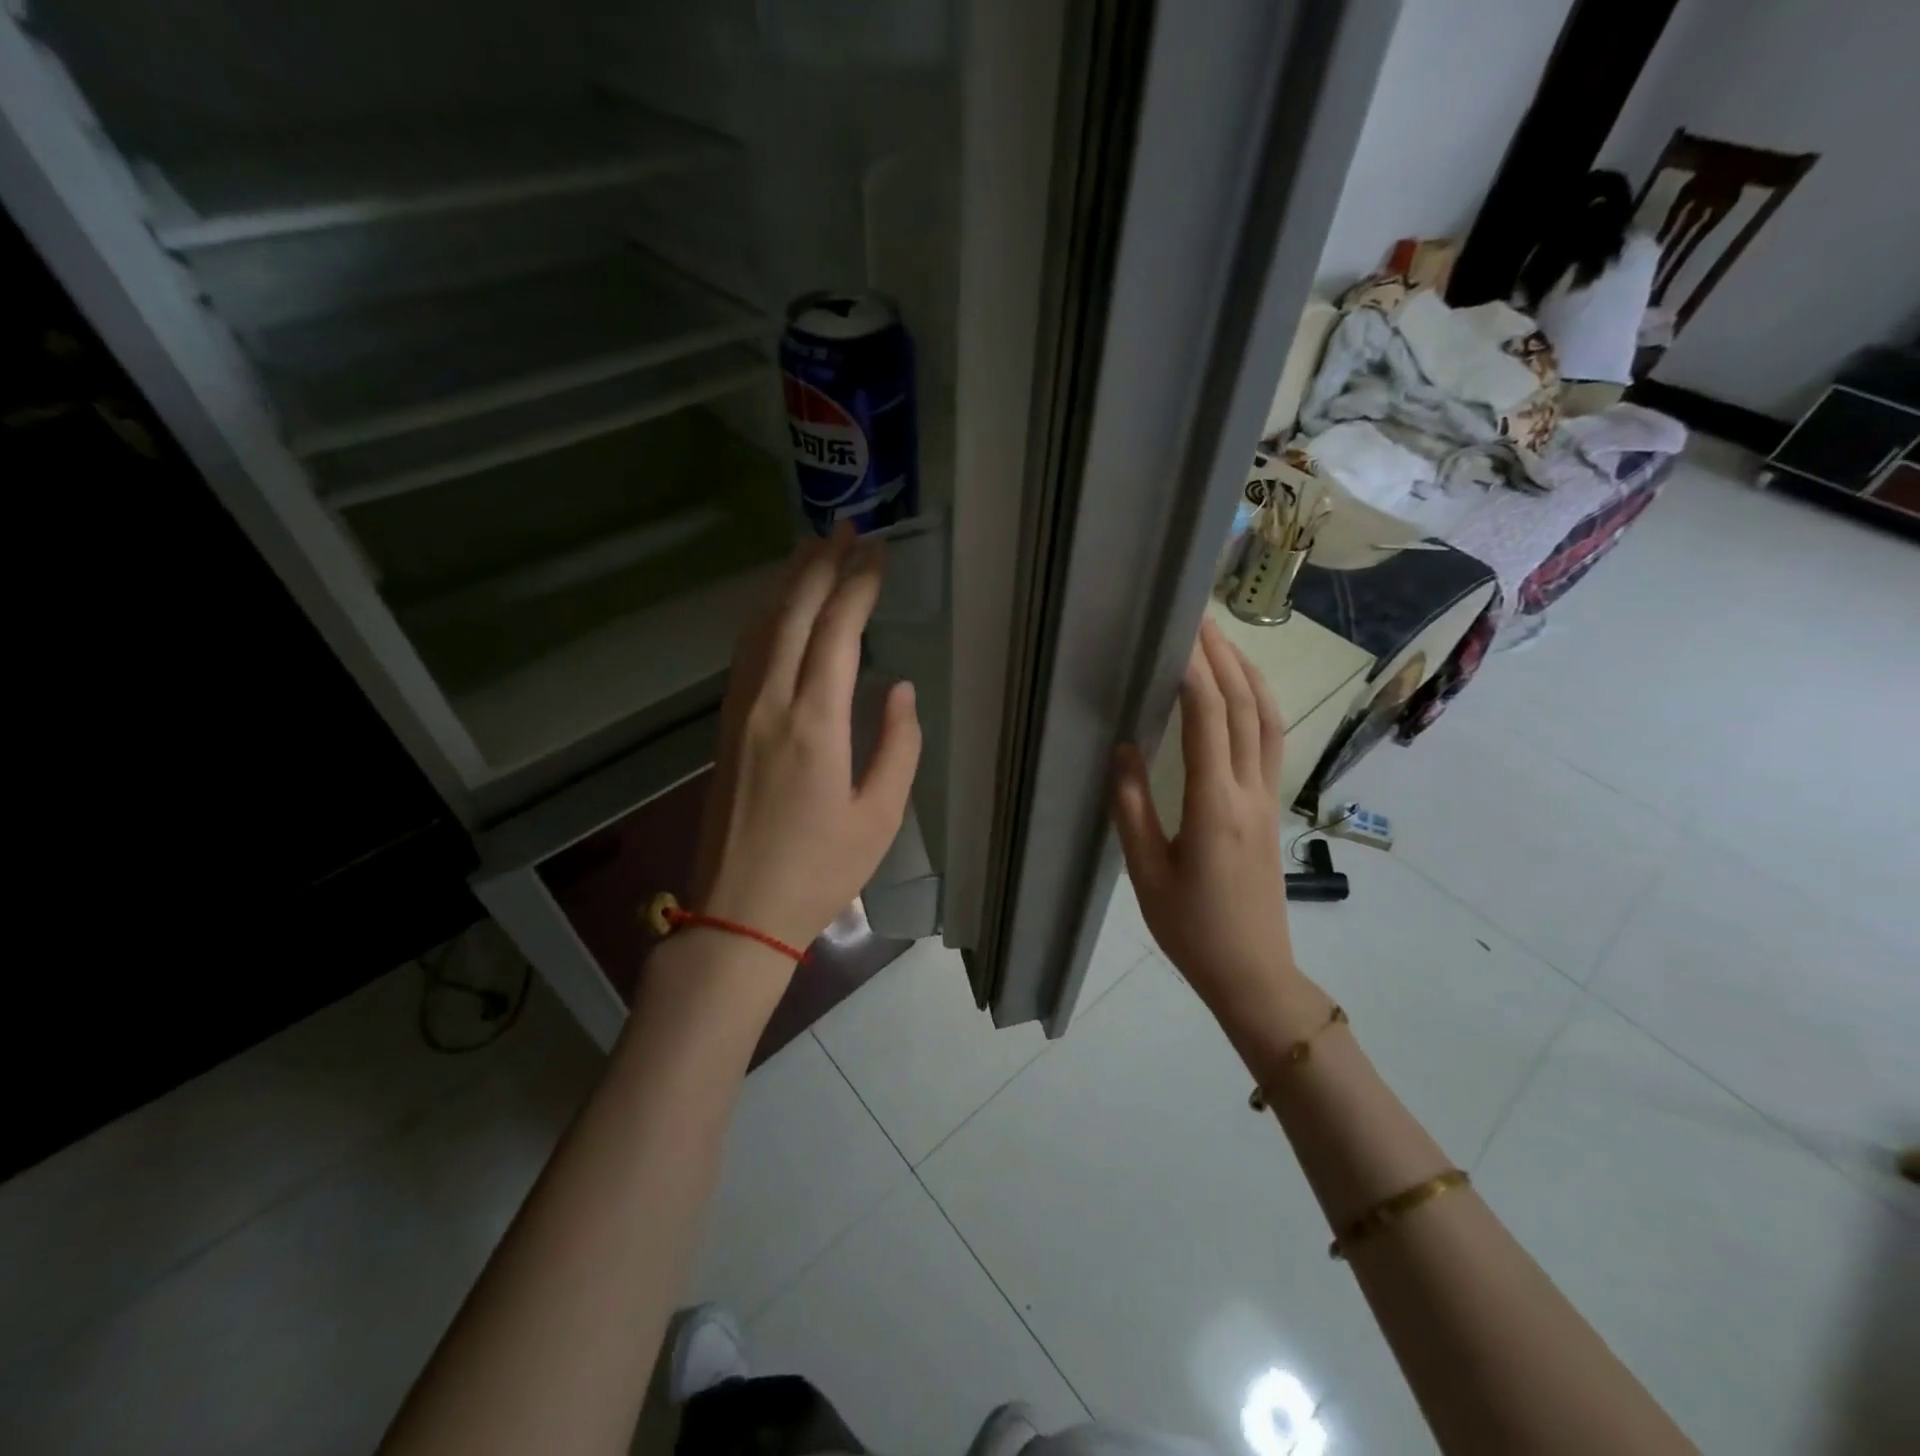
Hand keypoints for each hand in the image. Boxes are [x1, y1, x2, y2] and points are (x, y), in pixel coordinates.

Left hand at [688, 523, 921, 959]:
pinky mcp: (727, 724)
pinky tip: (779, 606)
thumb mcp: (879, 816)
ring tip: (813, 548)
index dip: (858, 585)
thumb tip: (901, 689)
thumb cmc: (820, 871)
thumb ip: (898, 745)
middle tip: (847, 528)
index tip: (879, 553)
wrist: (738, 910)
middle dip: (821, 564)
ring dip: (789, 582)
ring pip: (763, 626)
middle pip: (793, 613)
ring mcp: (740, 710)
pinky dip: (767, 615)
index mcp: (814, 723)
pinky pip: (747, 651)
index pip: (837, 631)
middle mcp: (770, 702)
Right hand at [1112, 618, 1298, 1019]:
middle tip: (1198, 618)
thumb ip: (1132, 807)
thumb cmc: (1191, 929)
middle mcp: (1249, 792)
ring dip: (1248, 674)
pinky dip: (1259, 705)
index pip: (1209, 721)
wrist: (1253, 973)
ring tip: (1223, 641)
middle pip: (1246, 708)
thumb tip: (1122, 748)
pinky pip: (1271, 742)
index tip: (1176, 636)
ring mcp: (1268, 799)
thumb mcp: (1146, 872)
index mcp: (1214, 806)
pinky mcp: (1271, 809)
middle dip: (1224, 657)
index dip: (1194, 673)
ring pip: (1269, 721)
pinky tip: (1244, 694)